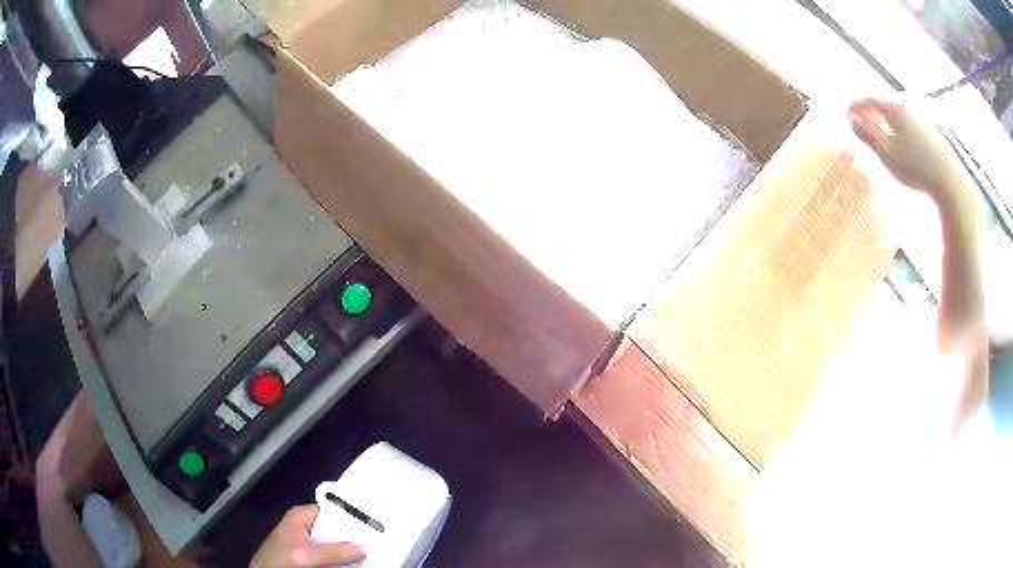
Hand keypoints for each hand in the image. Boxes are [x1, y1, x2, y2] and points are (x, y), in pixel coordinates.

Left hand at [251, 505, 365, 567]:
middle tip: (377, 540)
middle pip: (336, 526)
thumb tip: (364, 547)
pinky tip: (355, 561)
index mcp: (301, 515)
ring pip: (335, 541)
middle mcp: (306, 524)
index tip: (375, 523)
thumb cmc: (280, 561)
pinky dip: (342, 556)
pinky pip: (330, 552)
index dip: (352, 515)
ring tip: (372, 550)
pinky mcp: (309, 553)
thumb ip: (332, 552)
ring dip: (349, 547)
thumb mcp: (306, 555)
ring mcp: (308, 540)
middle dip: (353, 534)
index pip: (332, 509)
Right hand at [849, 98, 962, 201]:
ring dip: (885, 121)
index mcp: (894, 108)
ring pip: (897, 114)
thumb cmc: (917, 169)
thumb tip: (851, 120)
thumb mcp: (888, 154)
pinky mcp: (931, 130)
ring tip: (880, 133)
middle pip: (884, 104)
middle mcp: (907, 106)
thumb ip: (868, 135)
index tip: (846, 115)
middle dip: (870, 113)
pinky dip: (899, 128)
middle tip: (861, 123)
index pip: (868, 100)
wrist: (950, 182)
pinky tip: (901, 143)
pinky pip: (909, 123)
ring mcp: (921, 117)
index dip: (856, 107)